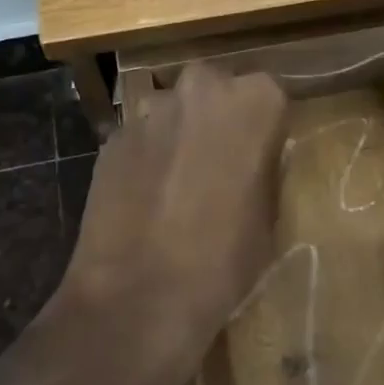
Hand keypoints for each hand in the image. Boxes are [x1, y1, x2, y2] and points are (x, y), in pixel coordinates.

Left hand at [48, 65, 287, 384]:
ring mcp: (150, 110)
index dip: (264, 129)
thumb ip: (265, 169)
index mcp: (254, 100)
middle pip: (216, 91)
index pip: (269, 97)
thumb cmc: (224, 259)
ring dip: (179, 135)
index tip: (261, 158)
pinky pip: (141, 138)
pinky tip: (146, 199)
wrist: (139, 296)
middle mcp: (201, 88)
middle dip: (218, 119)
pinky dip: (146, 158)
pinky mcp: (112, 138)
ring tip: (178, 185)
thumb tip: (256, 159)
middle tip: (220, 166)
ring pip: (174, 112)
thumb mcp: (270, 215)